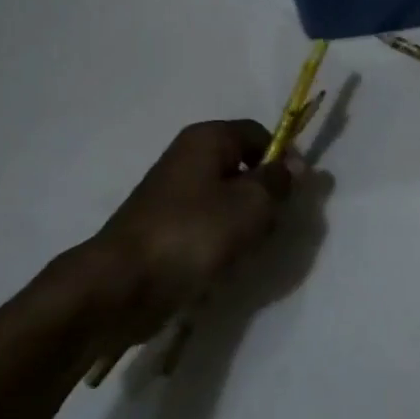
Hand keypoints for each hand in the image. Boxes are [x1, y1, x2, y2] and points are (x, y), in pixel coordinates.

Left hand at [74, 121, 293, 347]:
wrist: (123, 284)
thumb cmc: (194, 233)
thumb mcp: (251, 205)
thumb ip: (279, 182)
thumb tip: (296, 165)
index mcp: (207, 139)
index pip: (259, 134)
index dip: (284, 158)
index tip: (296, 192)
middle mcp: (187, 157)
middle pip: (243, 167)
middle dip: (263, 196)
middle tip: (270, 225)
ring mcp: (172, 194)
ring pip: (226, 200)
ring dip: (243, 223)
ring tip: (246, 249)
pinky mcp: (164, 227)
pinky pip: (206, 225)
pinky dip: (219, 242)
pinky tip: (222, 265)